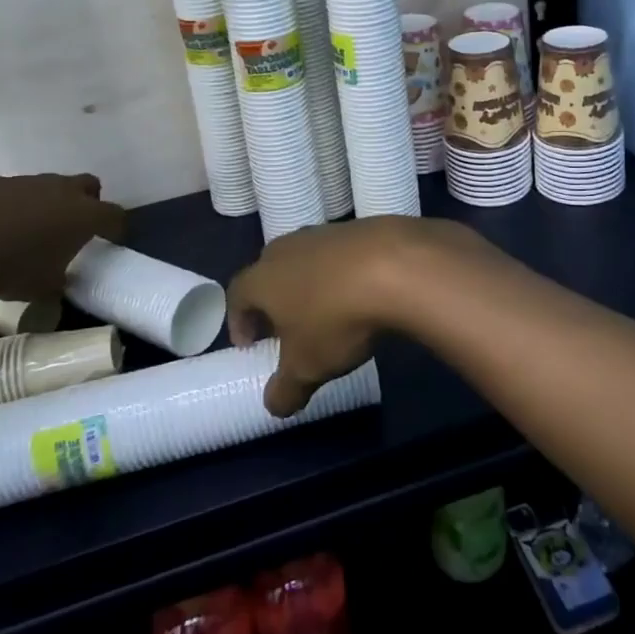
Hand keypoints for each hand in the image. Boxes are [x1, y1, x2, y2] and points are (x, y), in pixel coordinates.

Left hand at [0, 173, 126, 301]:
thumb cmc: (13, 269)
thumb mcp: (45, 287)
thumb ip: (60, 280)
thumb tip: (60, 280)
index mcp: (84, 215)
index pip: (114, 215)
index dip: (115, 227)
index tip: (110, 239)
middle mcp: (62, 190)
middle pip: (88, 185)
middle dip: (87, 202)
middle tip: (73, 227)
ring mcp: (27, 182)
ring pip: (49, 185)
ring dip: (47, 203)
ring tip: (29, 230)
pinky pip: (13, 191)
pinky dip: (12, 205)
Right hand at [227, 216, 509, 416]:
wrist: (397, 266)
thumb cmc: (336, 318)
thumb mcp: (306, 368)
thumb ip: (285, 390)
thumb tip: (275, 405)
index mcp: (263, 277)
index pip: (237, 294)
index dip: (239, 321)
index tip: (250, 345)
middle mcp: (288, 247)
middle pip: (269, 271)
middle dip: (273, 300)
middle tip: (284, 328)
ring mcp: (325, 233)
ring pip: (306, 259)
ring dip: (308, 284)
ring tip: (325, 312)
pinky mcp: (361, 228)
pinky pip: (341, 254)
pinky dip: (342, 273)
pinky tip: (359, 294)